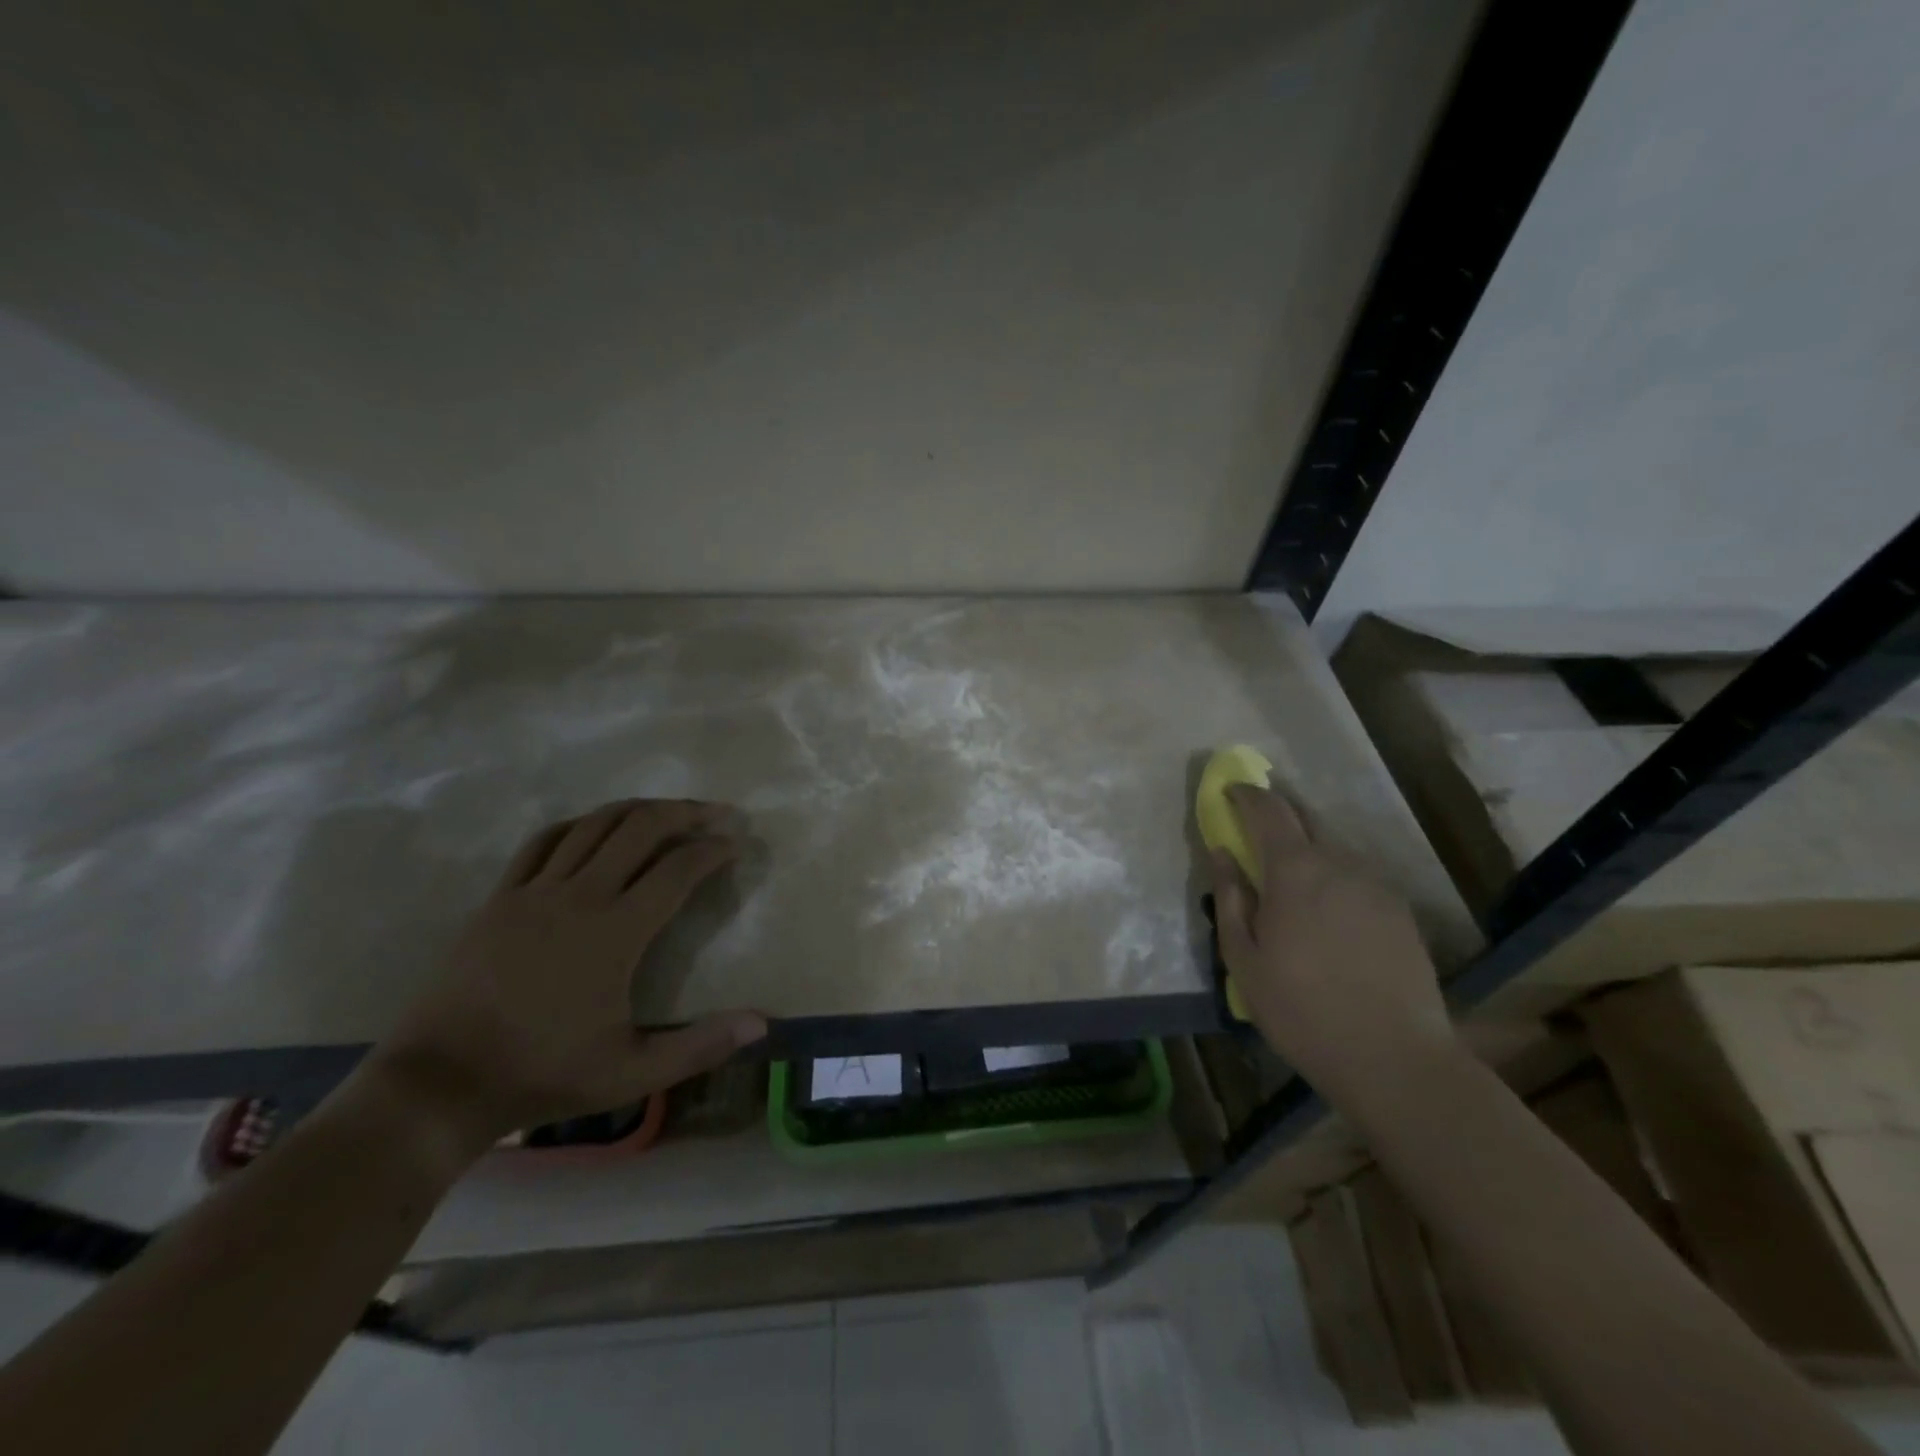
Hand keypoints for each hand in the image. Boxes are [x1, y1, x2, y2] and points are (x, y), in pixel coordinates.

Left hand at [363, 799, 767, 1158]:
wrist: (440, 1083)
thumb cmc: (542, 1074)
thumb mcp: (632, 1073)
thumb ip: (700, 1046)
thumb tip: (761, 1025)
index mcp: (616, 931)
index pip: (678, 869)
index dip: (714, 850)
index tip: (736, 845)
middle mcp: (580, 896)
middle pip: (641, 827)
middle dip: (686, 812)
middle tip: (716, 814)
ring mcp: (535, 891)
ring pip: (595, 824)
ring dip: (639, 809)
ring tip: (667, 811)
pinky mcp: (501, 898)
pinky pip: (545, 841)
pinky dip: (581, 824)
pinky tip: (595, 828)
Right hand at [1209, 786, 1456, 1113]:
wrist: (1395, 1060)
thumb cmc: (1302, 1010)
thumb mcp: (1244, 960)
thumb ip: (1230, 899)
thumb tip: (1222, 854)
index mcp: (1295, 872)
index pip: (1269, 810)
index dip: (1246, 794)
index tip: (1230, 790)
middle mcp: (1339, 864)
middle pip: (1304, 823)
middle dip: (1276, 822)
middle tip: (1255, 843)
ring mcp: (1376, 886)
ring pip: (1333, 854)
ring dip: (1307, 858)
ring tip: (1293, 897)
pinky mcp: (1400, 912)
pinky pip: (1357, 880)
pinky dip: (1335, 884)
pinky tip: (1330, 924)